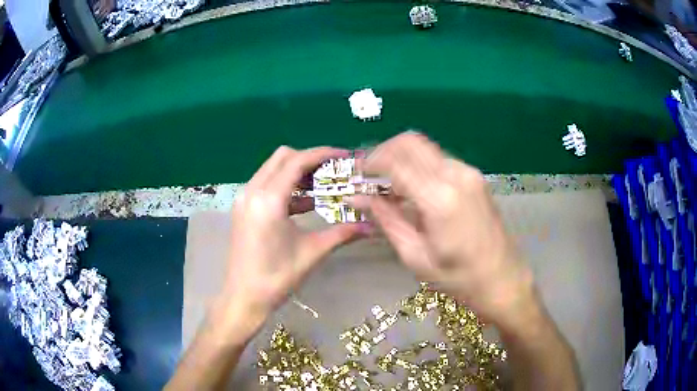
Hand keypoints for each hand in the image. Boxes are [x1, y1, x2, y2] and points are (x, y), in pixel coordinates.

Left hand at [213, 146, 366, 336]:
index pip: (296, 161)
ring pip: (272, 169)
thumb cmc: (277, 277)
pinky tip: (305, 202)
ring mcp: (244, 199)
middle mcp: (252, 192)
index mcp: (268, 200)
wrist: (244, 297)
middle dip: (309, 159)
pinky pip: (266, 185)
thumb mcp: (312, 252)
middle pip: (282, 158)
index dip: (322, 154)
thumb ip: (342, 233)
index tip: (344, 156)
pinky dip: (285, 186)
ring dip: (296, 172)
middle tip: (333, 171)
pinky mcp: (243, 208)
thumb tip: (371, 226)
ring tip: (322, 185)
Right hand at [351, 132, 535, 326]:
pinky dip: (419, 166)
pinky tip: (413, 189)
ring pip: (424, 148)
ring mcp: (468, 173)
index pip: (395, 161)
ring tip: (388, 185)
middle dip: (383, 152)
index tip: (356, 175)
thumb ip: (385, 219)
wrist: (503, 278)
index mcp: (439, 198)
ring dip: (401, 158)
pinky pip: (438, 160)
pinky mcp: (474, 177)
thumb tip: (357, 198)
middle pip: (410, 142)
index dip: (370, 163)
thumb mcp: (415, 255)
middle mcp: (455, 175)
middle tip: (369, 175)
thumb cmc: (458, 277)